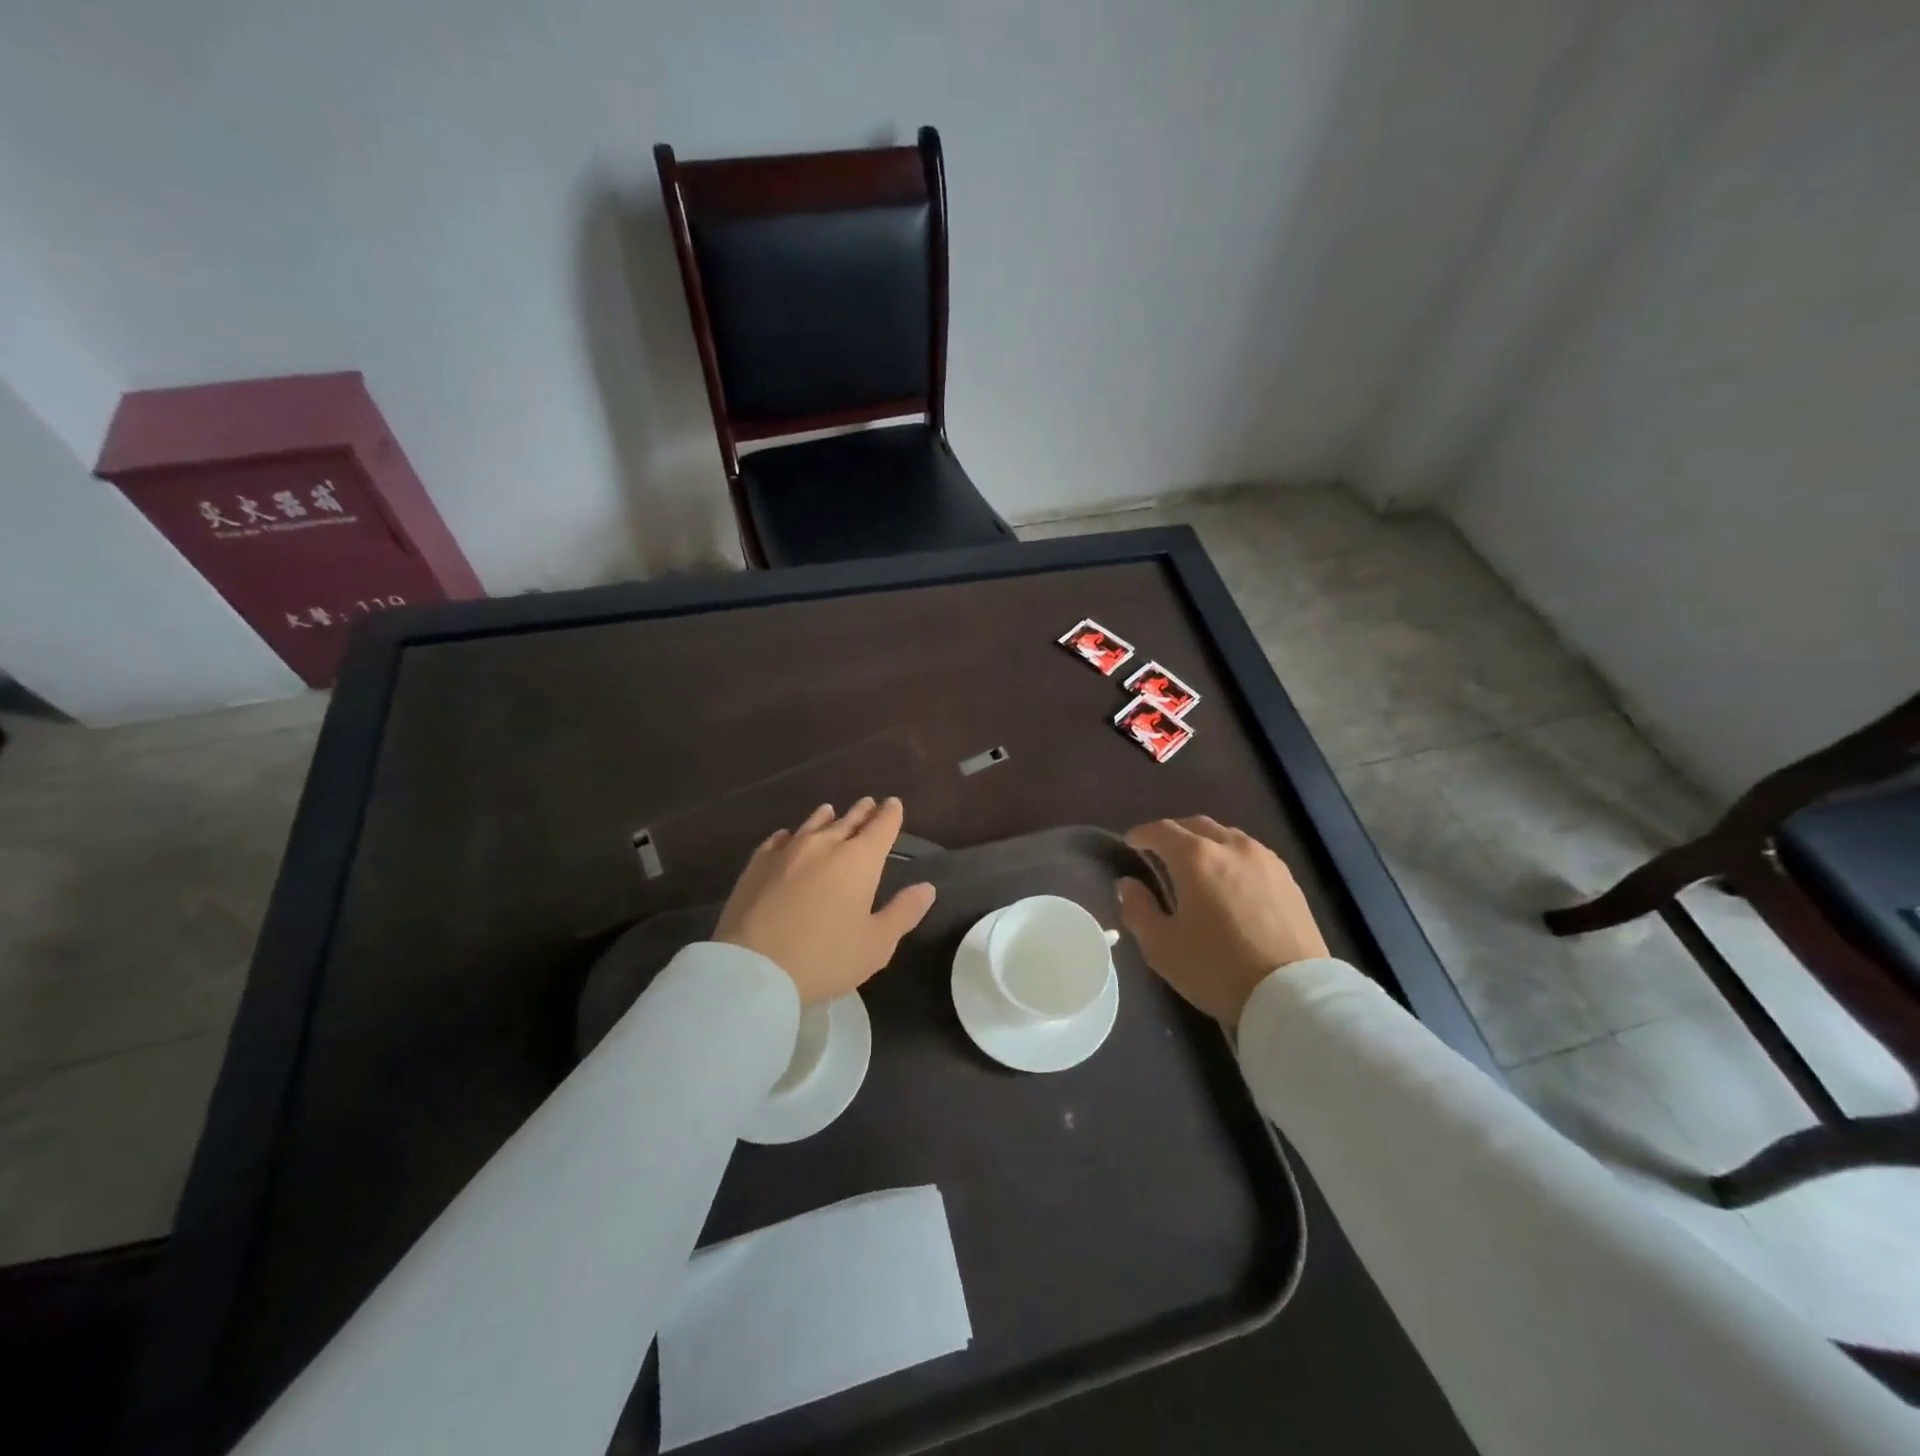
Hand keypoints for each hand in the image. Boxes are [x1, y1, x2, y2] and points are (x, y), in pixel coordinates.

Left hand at [714, 798, 935, 1002]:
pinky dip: (789, 835)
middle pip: (848, 820)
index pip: (881, 827)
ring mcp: (787, 851)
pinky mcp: (757, 864)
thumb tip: (926, 888)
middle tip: (869, 803)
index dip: (890, 814)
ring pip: (812, 825)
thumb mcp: (876, 944)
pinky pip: (778, 840)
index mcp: (859, 860)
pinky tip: (786, 836)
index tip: (894, 803)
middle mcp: (825, 845)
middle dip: (862, 812)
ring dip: (826, 817)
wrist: (753, 968)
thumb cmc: (825, 957)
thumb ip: (903, 912)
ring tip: (831, 810)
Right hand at [1117, 816, 1328, 1025]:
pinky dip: (1231, 856)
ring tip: (1196, 867)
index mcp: (1196, 857)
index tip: (1130, 844)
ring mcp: (1264, 859)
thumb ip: (1138, 909)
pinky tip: (1229, 881)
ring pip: (1226, 835)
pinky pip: (1250, 853)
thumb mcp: (1162, 947)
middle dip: (1172, 834)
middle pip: (1194, 825)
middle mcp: (1231, 846)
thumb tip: (1128, 885)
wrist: (1293, 995)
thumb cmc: (1217, 969)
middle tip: (1159, 854)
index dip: (1140, 835)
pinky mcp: (1287, 877)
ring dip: (1204, 842)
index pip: (1160, 830)